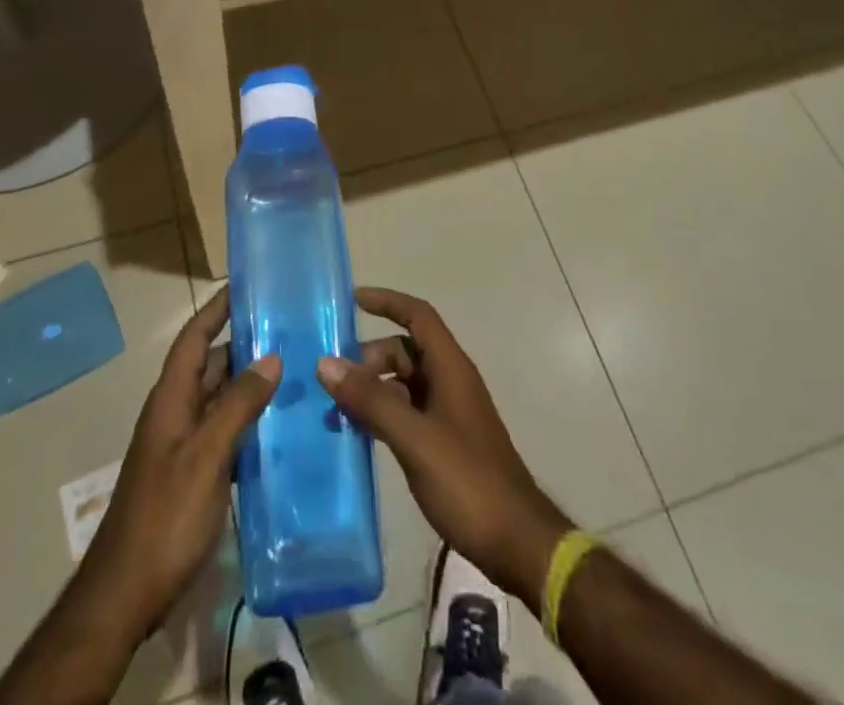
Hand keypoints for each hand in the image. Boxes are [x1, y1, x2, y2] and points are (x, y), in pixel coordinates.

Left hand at [78, 287, 280, 640]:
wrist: (126, 594)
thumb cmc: (165, 516)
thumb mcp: (206, 455)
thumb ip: (238, 404)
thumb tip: (271, 357)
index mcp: (171, 399)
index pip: (194, 338)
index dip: (217, 309)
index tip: (247, 285)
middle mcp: (176, 413)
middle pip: (211, 365)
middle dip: (245, 344)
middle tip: (290, 330)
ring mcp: (184, 445)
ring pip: (221, 399)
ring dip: (251, 384)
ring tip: (296, 371)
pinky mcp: (195, 474)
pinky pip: (226, 432)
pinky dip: (250, 422)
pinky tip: (281, 428)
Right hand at [317, 287, 572, 605]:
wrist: (517, 543)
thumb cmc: (468, 481)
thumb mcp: (414, 438)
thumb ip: (371, 400)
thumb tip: (326, 362)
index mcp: (450, 368)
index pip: (418, 315)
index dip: (387, 302)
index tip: (351, 300)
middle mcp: (450, 381)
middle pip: (405, 350)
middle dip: (368, 358)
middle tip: (333, 381)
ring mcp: (448, 413)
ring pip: (403, 384)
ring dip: (371, 389)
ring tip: (335, 411)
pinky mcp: (444, 442)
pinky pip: (406, 412)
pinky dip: (382, 414)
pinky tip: (357, 434)